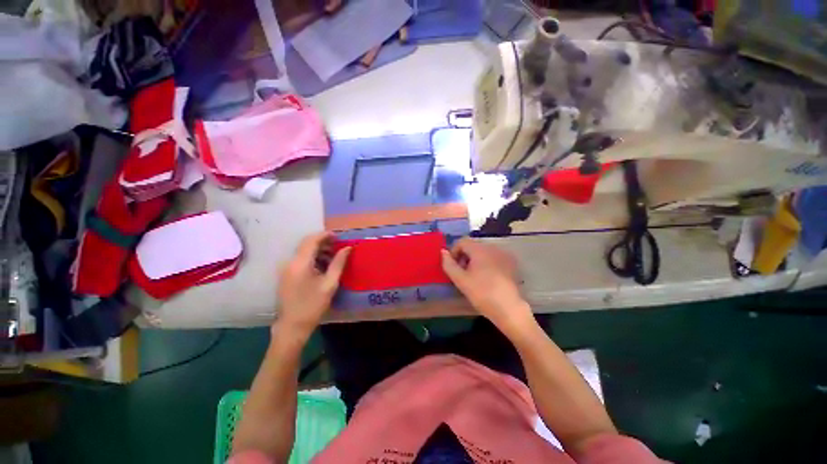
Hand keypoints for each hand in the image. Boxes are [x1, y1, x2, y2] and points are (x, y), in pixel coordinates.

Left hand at [276, 232, 349, 338]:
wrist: (292, 326)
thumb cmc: (313, 305)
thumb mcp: (330, 283)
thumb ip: (338, 263)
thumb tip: (348, 248)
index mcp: (300, 263)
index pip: (312, 241)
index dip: (325, 235)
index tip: (338, 236)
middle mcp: (290, 262)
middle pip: (306, 244)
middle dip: (322, 241)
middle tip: (338, 245)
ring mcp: (286, 269)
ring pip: (303, 251)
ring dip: (317, 250)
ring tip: (333, 255)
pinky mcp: (286, 275)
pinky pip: (299, 259)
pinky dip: (312, 258)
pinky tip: (322, 265)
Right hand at [441, 238, 533, 337]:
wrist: (508, 309)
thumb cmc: (482, 293)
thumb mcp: (461, 280)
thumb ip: (449, 264)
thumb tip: (443, 252)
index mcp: (480, 249)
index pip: (462, 241)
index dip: (454, 251)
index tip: (453, 266)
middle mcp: (493, 247)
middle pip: (473, 246)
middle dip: (464, 256)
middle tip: (462, 273)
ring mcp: (504, 254)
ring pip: (483, 251)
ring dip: (475, 260)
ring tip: (474, 277)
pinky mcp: (511, 263)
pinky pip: (493, 257)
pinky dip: (486, 263)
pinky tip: (487, 278)